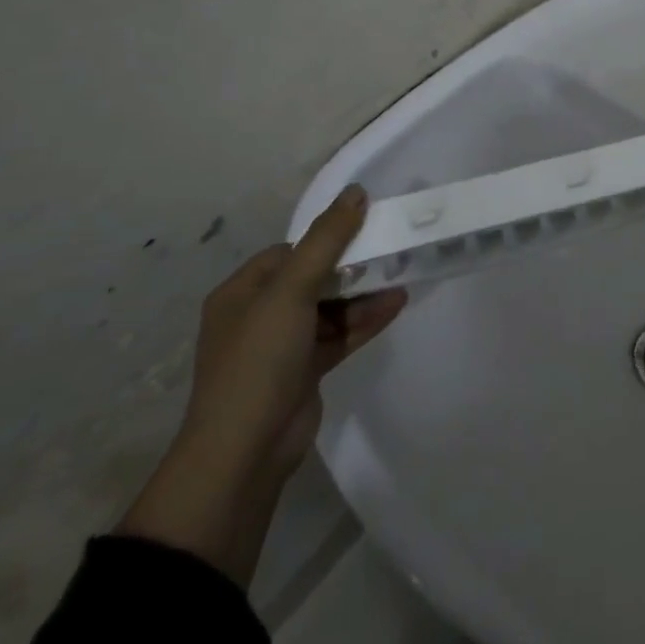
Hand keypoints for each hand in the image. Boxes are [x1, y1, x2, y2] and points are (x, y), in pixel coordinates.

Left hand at [179, 186, 406, 478]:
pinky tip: (397, 304)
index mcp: (242, 293)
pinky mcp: (304, 372)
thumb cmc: (260, 360)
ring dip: (364, 294)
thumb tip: (356, 191)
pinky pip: (340, 335)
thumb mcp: (292, 291)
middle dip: (352, 266)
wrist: (245, 452)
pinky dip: (365, 320)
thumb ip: (326, 240)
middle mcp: (259, 316)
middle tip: (390, 251)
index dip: (325, 240)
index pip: (289, 252)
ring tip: (402, 275)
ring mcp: (282, 347)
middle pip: (313, 278)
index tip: (364, 230)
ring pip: (331, 308)